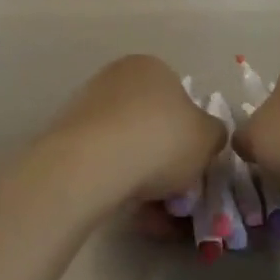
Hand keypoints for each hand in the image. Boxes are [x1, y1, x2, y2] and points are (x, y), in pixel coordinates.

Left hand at [41, 55, 224, 205]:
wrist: (91, 165)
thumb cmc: (160, 140)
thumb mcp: (208, 138)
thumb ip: (214, 134)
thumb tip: (207, 136)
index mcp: (152, 67)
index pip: (180, 98)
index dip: (191, 135)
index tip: (194, 166)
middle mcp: (116, 78)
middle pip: (152, 124)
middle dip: (165, 160)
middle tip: (177, 194)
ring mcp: (86, 106)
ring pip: (127, 147)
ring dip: (143, 178)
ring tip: (154, 212)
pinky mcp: (65, 137)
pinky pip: (104, 163)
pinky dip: (118, 184)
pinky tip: (128, 210)